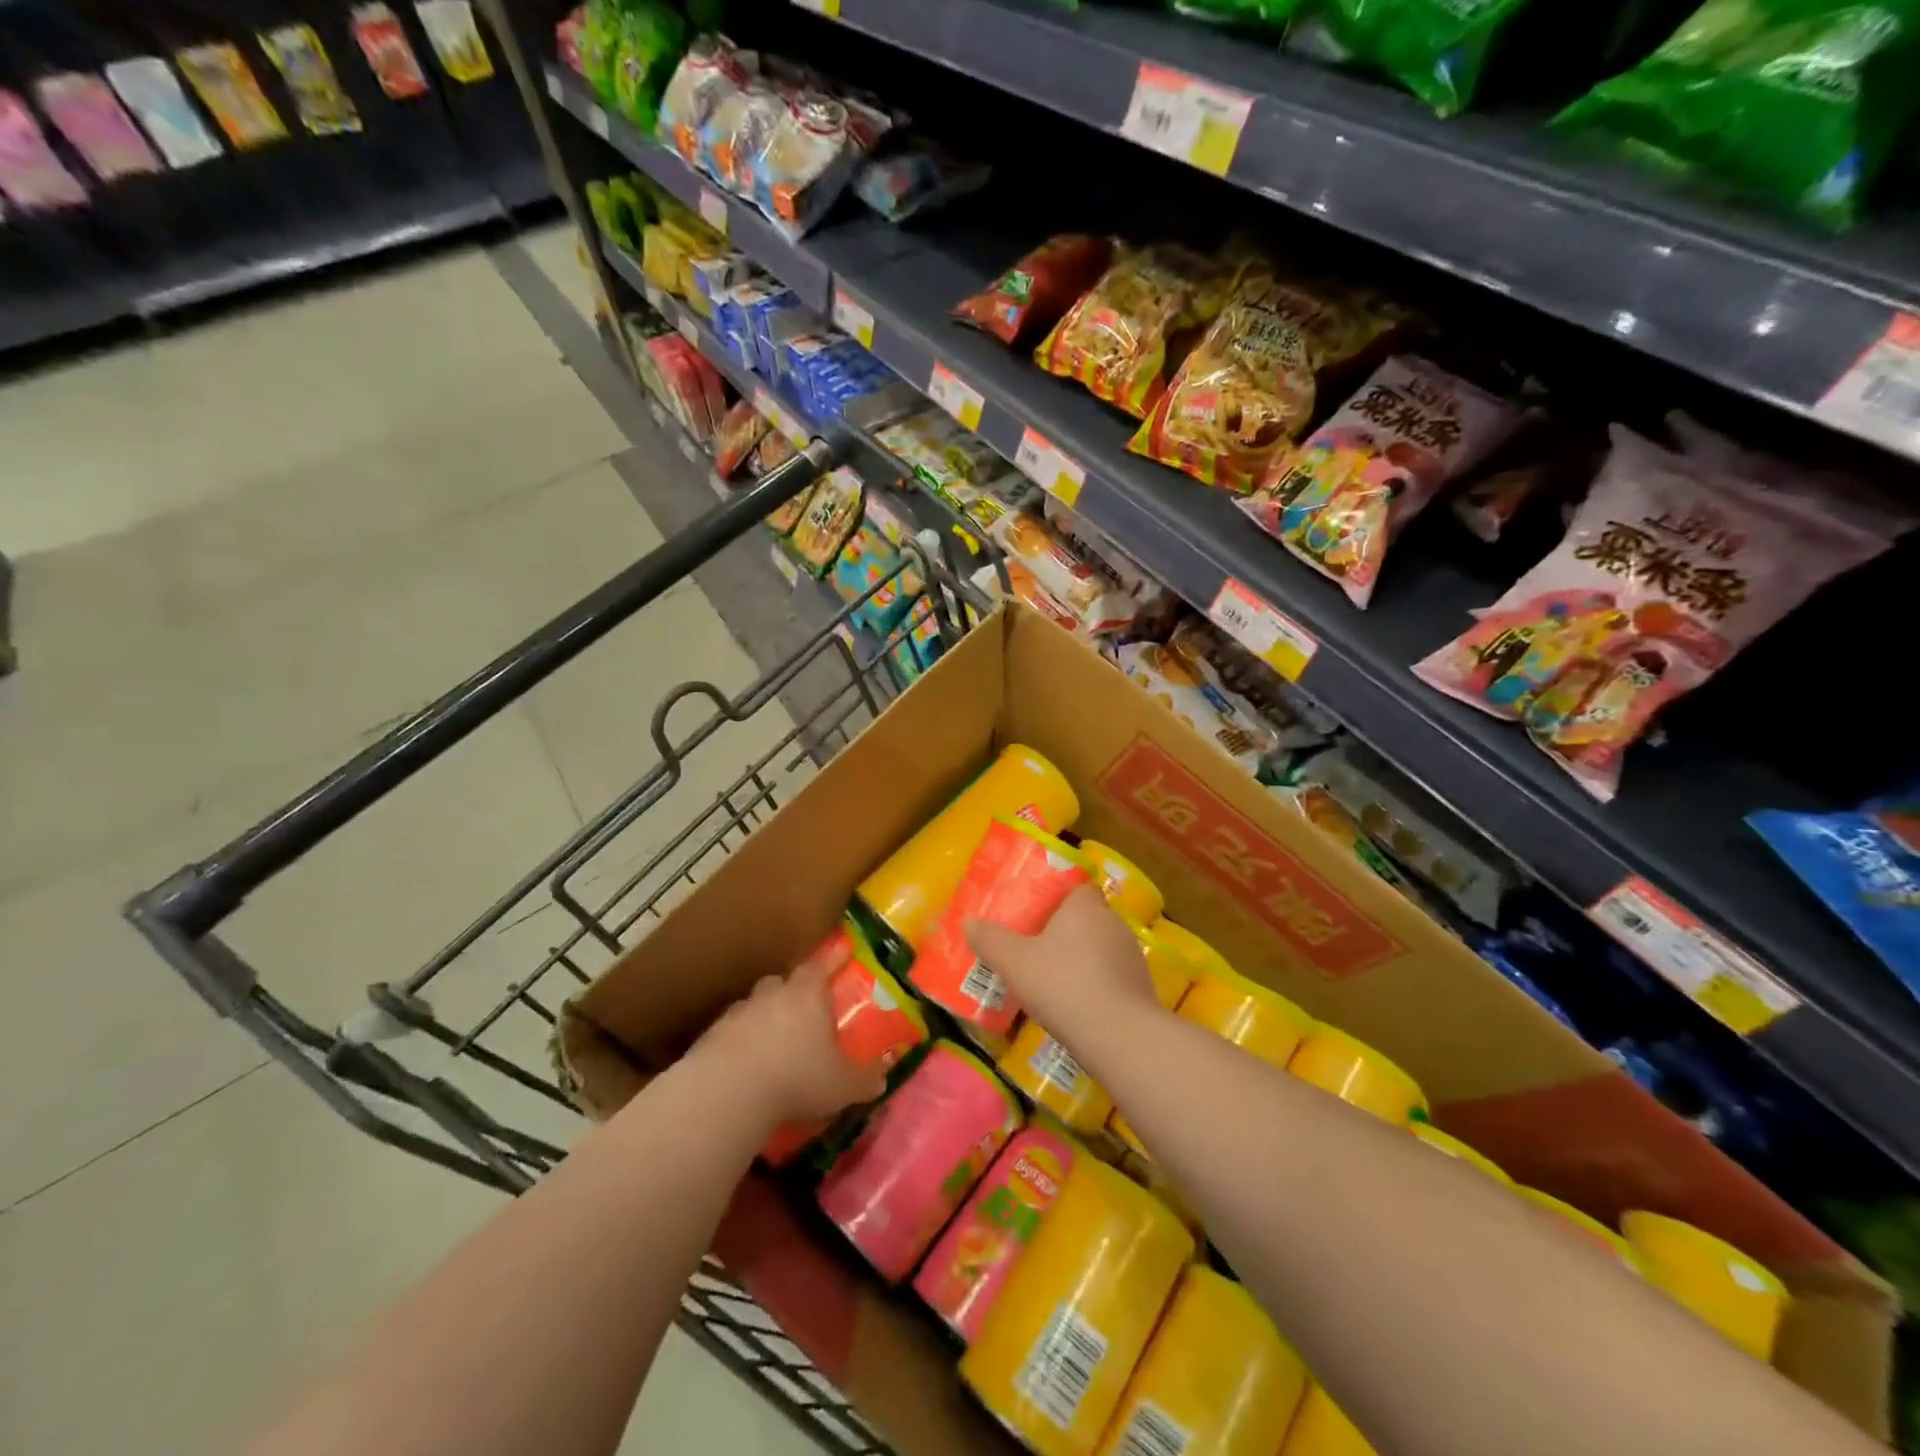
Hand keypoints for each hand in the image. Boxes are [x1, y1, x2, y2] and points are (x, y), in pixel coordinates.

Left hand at [692, 956, 886, 1128]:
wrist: (726, 1094)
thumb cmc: (795, 1078)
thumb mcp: (841, 1086)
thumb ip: (864, 1079)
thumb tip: (883, 1076)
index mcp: (806, 995)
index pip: (820, 966)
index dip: (832, 959)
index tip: (841, 951)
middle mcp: (771, 995)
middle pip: (781, 982)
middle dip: (791, 992)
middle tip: (801, 1010)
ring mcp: (736, 1014)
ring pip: (753, 1006)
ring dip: (762, 1019)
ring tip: (771, 1042)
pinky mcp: (710, 1038)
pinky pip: (730, 1033)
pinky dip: (738, 1043)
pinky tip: (744, 1066)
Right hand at [965, 883, 1158, 1037]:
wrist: (1118, 1036)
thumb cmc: (1062, 984)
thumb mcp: (1014, 962)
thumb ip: (990, 940)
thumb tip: (968, 922)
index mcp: (1085, 906)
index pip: (1077, 888)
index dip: (1059, 898)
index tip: (1038, 913)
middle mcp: (1113, 923)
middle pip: (1088, 918)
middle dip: (1066, 931)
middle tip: (1037, 947)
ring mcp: (1132, 956)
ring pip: (1101, 949)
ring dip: (1082, 960)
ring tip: (1054, 979)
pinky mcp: (1141, 988)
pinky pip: (1112, 977)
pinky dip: (1096, 986)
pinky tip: (1076, 1005)